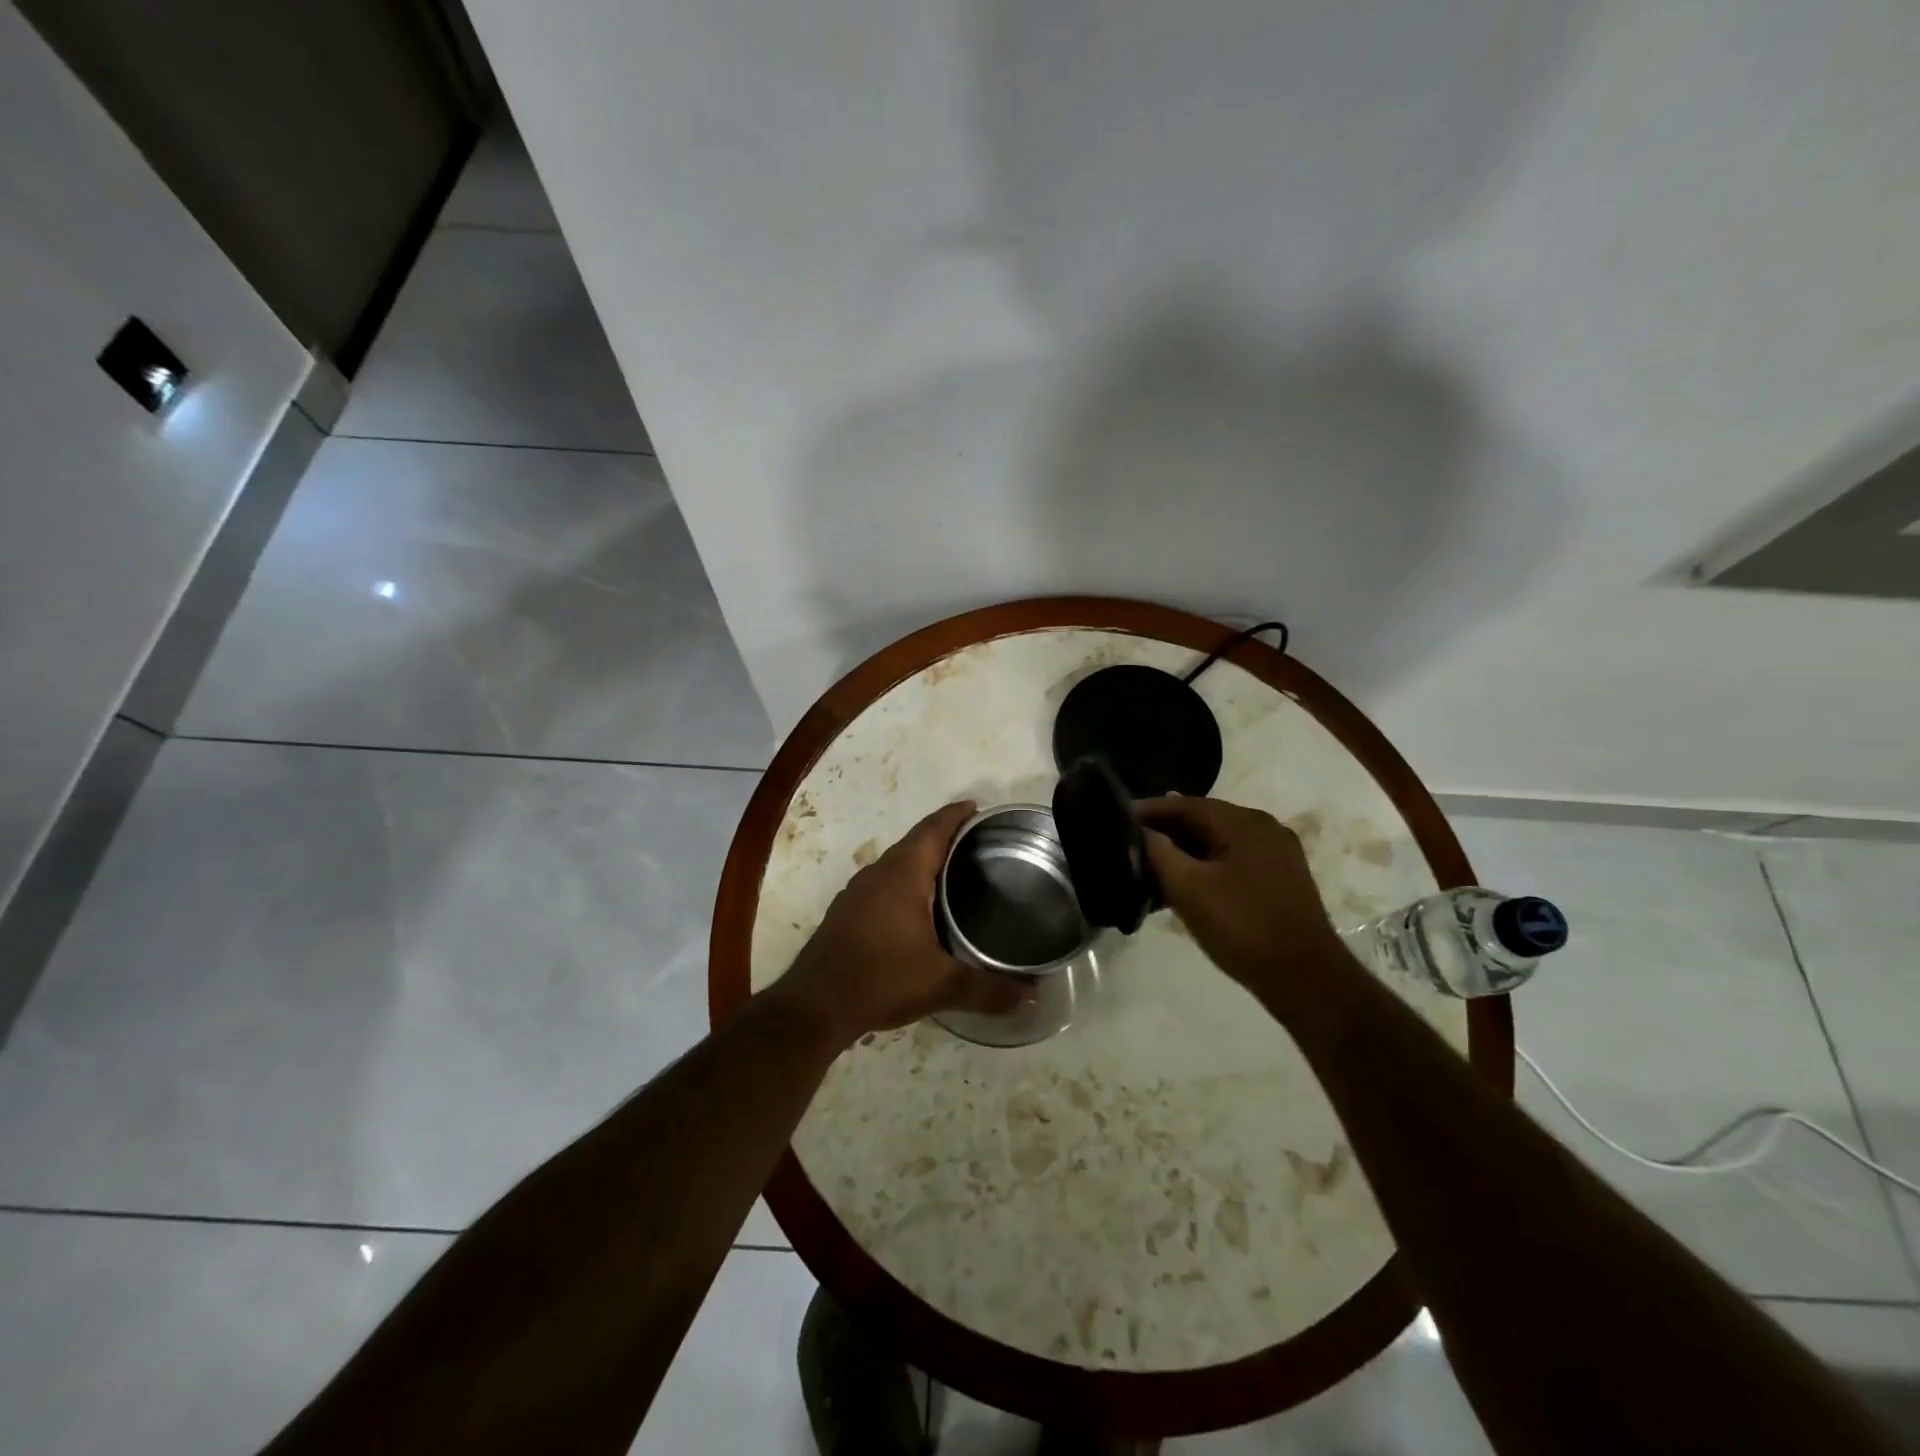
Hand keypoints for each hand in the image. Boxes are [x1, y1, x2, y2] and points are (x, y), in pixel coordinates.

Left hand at [778, 801, 1026, 1047]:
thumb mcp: (941, 985)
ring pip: (897, 863)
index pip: (933, 829)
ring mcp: (857, 892)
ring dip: (923, 860)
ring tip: (954, 872)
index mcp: (903, 874)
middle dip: (945, 836)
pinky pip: (883, 883)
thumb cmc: (880, 980)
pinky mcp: (846, 912)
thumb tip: (1032, 996)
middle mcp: (878, 873)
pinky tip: (919, 907)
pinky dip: (905, 882)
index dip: (956, 814)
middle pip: (916, 841)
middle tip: (978, 843)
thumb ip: (988, 989)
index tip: (978, 807)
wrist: (814, 1006)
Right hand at [1138, 796, 1356, 1008]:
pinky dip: (1205, 868)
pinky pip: (1232, 862)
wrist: (1304, 978)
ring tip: (1149, 868)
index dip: (1148, 810)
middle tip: (1128, 844)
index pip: (1185, 804)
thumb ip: (1160, 853)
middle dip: (1165, 832)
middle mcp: (1264, 828)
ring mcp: (1276, 855)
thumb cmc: (1242, 926)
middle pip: (1203, 820)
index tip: (1116, 817)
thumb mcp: (1189, 888)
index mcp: (1244, 822)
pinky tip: (1183, 887)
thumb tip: (1141, 832)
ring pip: (1217, 843)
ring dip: (1184, 853)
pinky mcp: (1280, 880)